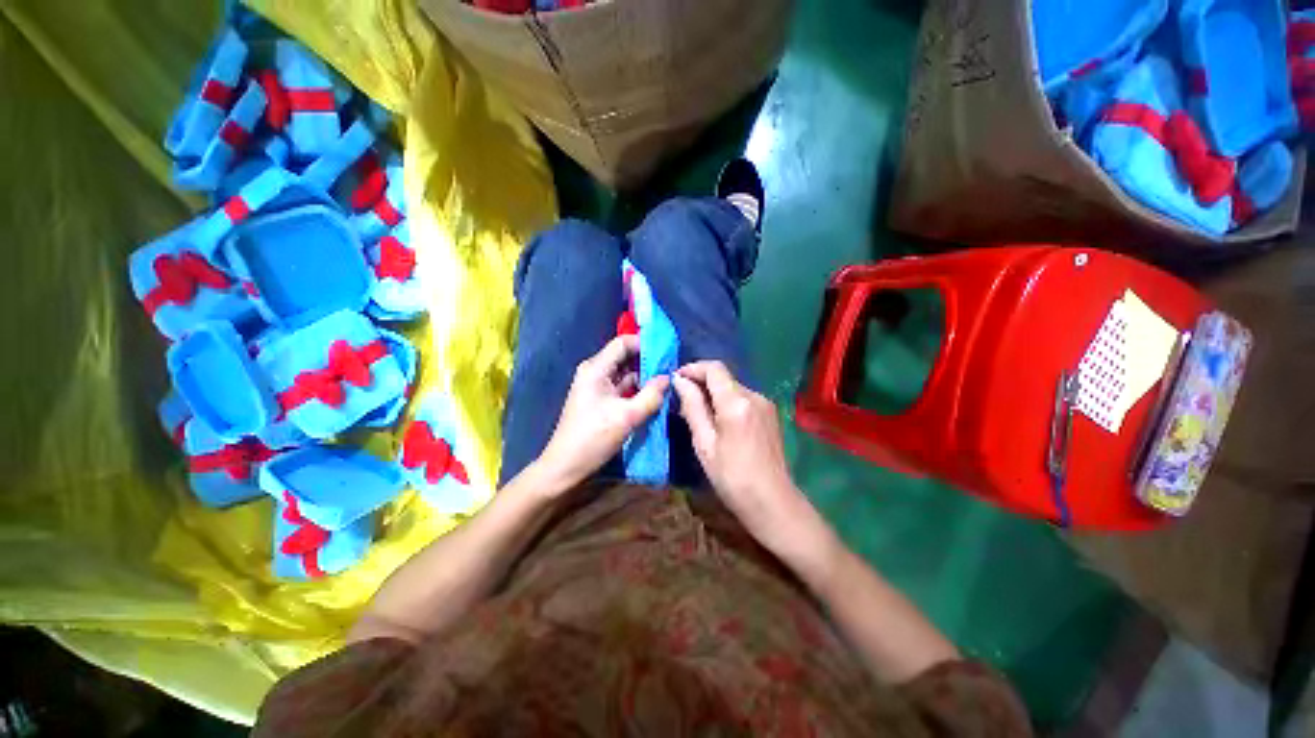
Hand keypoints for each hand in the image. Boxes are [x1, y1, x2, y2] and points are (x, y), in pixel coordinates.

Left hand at [537, 335, 668, 490]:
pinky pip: (623, 388)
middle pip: (626, 357)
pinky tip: (654, 396)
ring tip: (667, 383)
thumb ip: (651, 395)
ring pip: (626, 374)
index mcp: (596, 368)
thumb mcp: (627, 417)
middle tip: (672, 369)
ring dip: (645, 378)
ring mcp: (598, 387)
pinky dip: (638, 390)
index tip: (668, 352)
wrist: (565, 467)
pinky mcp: (601, 400)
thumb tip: (668, 378)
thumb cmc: (592, 438)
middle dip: (649, 362)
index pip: (623, 343)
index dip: (645, 344)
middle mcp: (596, 372)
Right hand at [672, 361, 817, 552]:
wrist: (773, 502)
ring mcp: (765, 404)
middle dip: (701, 383)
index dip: (693, 368)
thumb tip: (679, 381)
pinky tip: (718, 422)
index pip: (714, 369)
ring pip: (733, 388)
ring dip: (713, 394)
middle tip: (681, 401)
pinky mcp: (770, 414)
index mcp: (737, 402)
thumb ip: (692, 407)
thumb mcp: (704, 443)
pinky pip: (743, 399)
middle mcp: (755, 395)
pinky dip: (727, 403)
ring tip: (697, 414)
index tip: (676, 379)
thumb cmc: (732, 477)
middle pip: (724, 377)